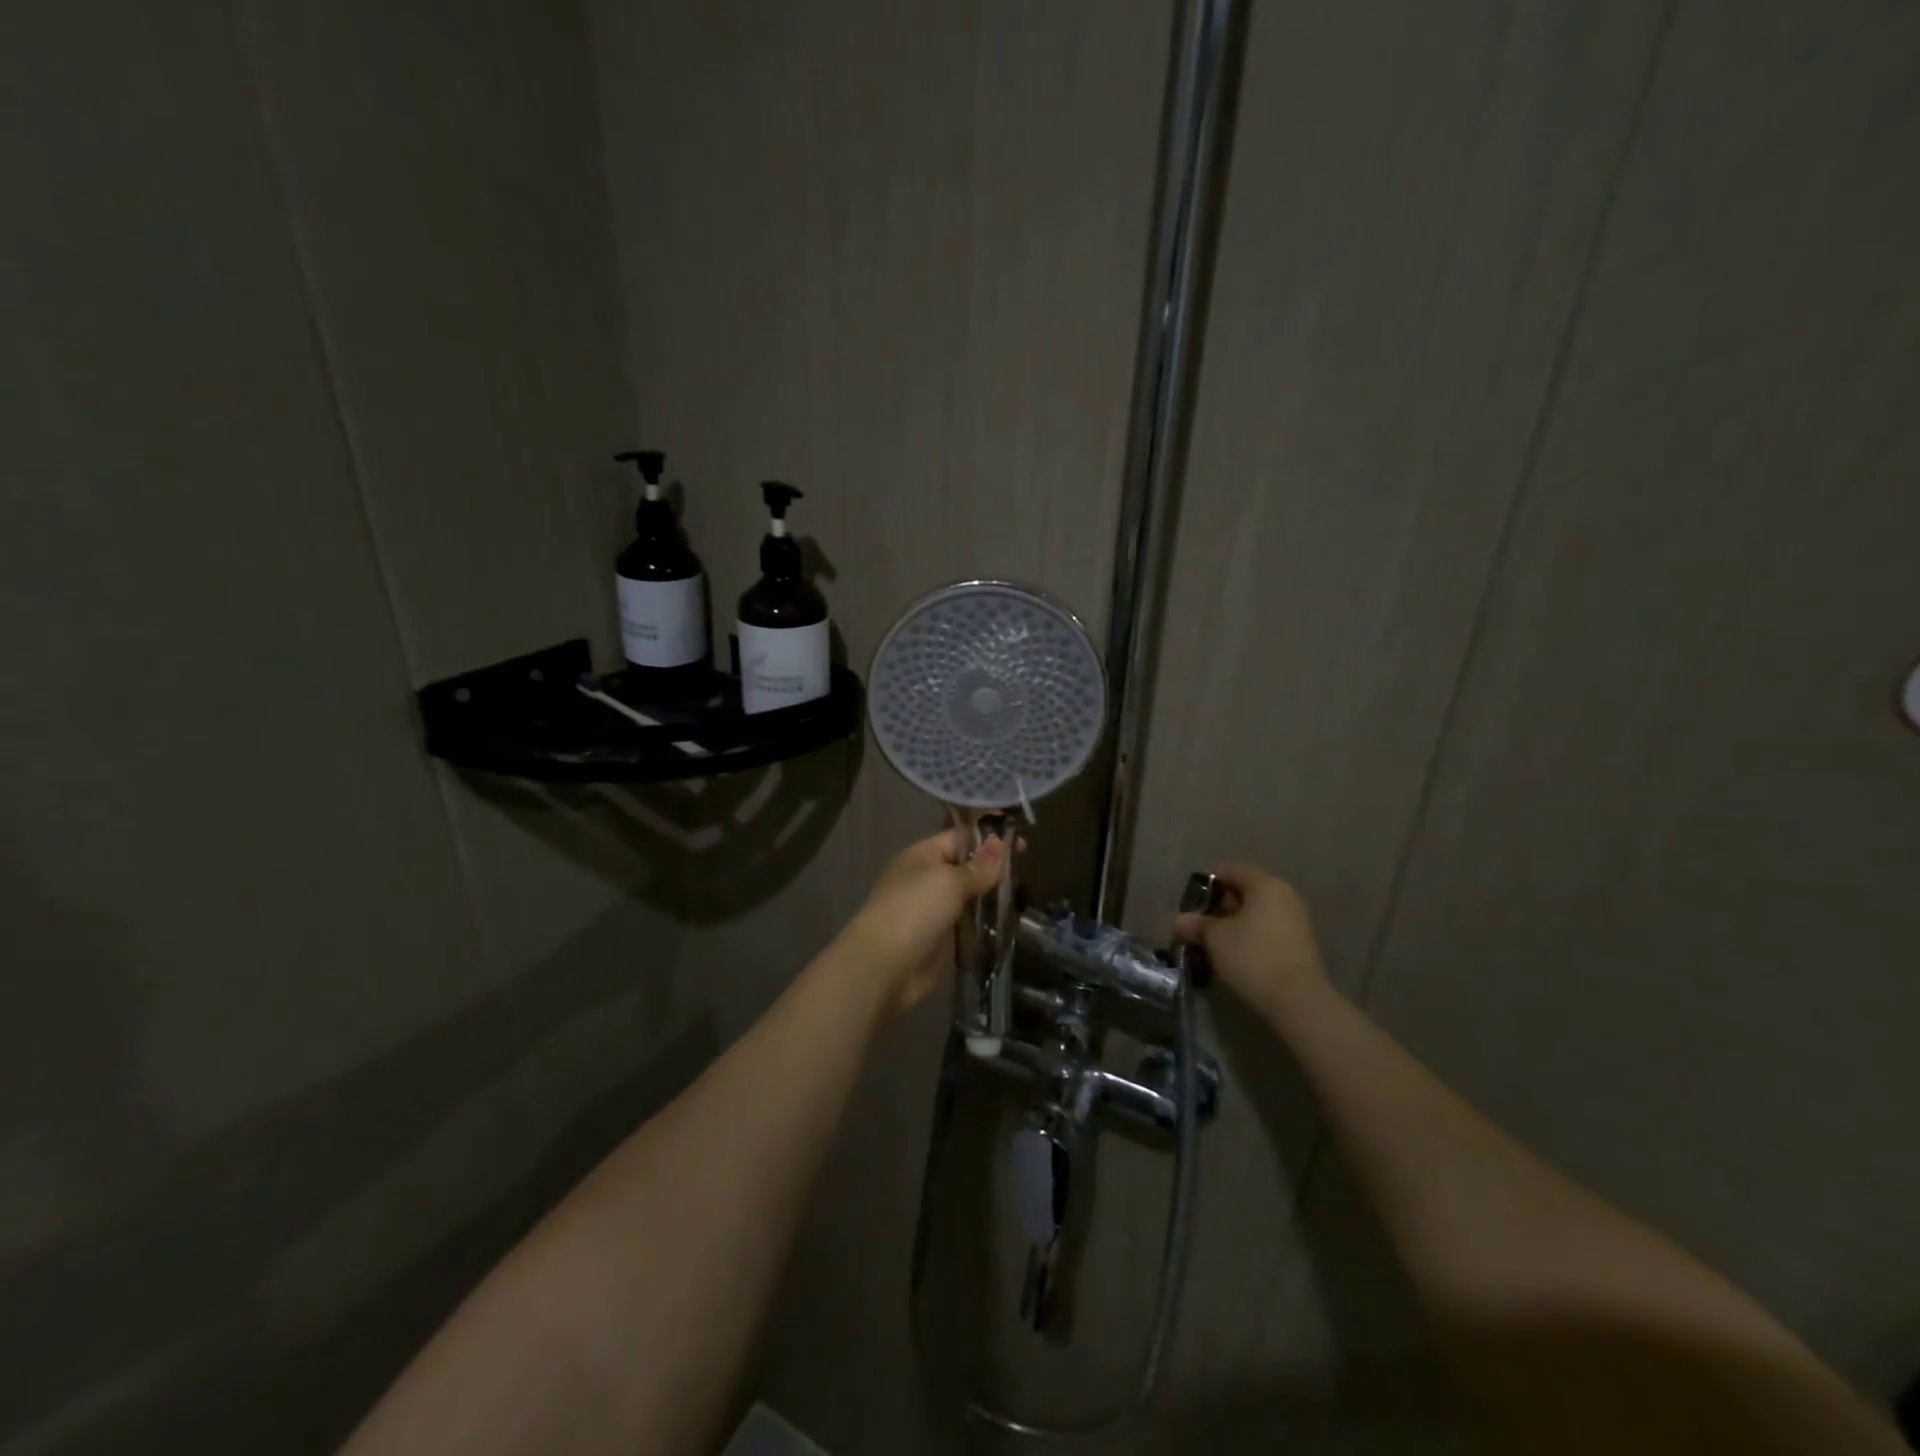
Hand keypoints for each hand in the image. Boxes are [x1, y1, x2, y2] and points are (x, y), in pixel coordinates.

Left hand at [836, 827, 1006, 1018]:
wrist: (885, 967)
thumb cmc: (914, 910)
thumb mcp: (949, 881)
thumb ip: (978, 866)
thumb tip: (999, 843)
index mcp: (922, 856)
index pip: (960, 838)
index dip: (989, 839)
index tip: (1020, 843)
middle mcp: (927, 879)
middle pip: (966, 868)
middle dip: (993, 870)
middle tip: (1025, 873)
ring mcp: (934, 911)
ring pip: (970, 898)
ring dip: (992, 898)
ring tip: (1023, 897)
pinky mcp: (942, 940)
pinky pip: (969, 925)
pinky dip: (986, 924)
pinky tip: (1009, 923)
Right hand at [1173, 862, 1327, 1023]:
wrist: (1297, 1000)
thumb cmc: (1251, 956)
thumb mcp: (1214, 938)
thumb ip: (1196, 924)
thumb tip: (1181, 921)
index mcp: (1265, 885)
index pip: (1231, 870)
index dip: (1207, 883)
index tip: (1191, 901)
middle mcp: (1284, 896)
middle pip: (1245, 891)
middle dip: (1219, 906)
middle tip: (1198, 925)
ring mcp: (1296, 921)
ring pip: (1256, 913)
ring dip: (1233, 924)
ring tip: (1213, 943)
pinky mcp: (1300, 945)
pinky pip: (1267, 931)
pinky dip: (1249, 938)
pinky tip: (1234, 956)